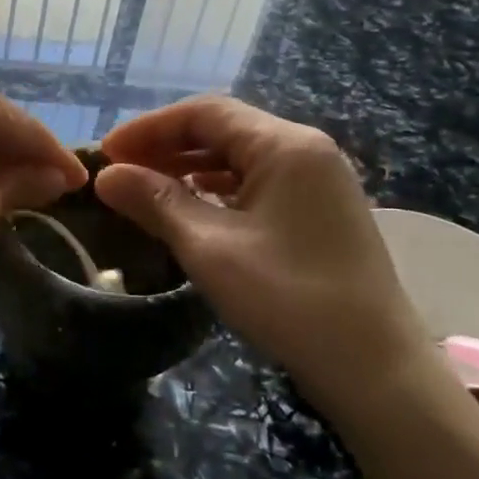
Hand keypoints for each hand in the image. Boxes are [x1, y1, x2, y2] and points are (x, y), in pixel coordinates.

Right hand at [96, 96, 438, 423]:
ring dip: (189, 168)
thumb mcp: (209, 247)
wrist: (372, 366)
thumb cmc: (287, 298)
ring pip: (240, 157)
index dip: (148, 128)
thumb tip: (106, 176)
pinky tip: (192, 209)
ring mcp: (318, 182)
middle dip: (166, 146)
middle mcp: (306, 151)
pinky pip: (258, 183)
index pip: (204, 113)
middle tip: (119, 173)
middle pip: (224, 130)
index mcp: (285, 146)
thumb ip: (155, 202)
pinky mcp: (320, 212)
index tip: (106, 153)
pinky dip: (217, 189)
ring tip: (145, 189)